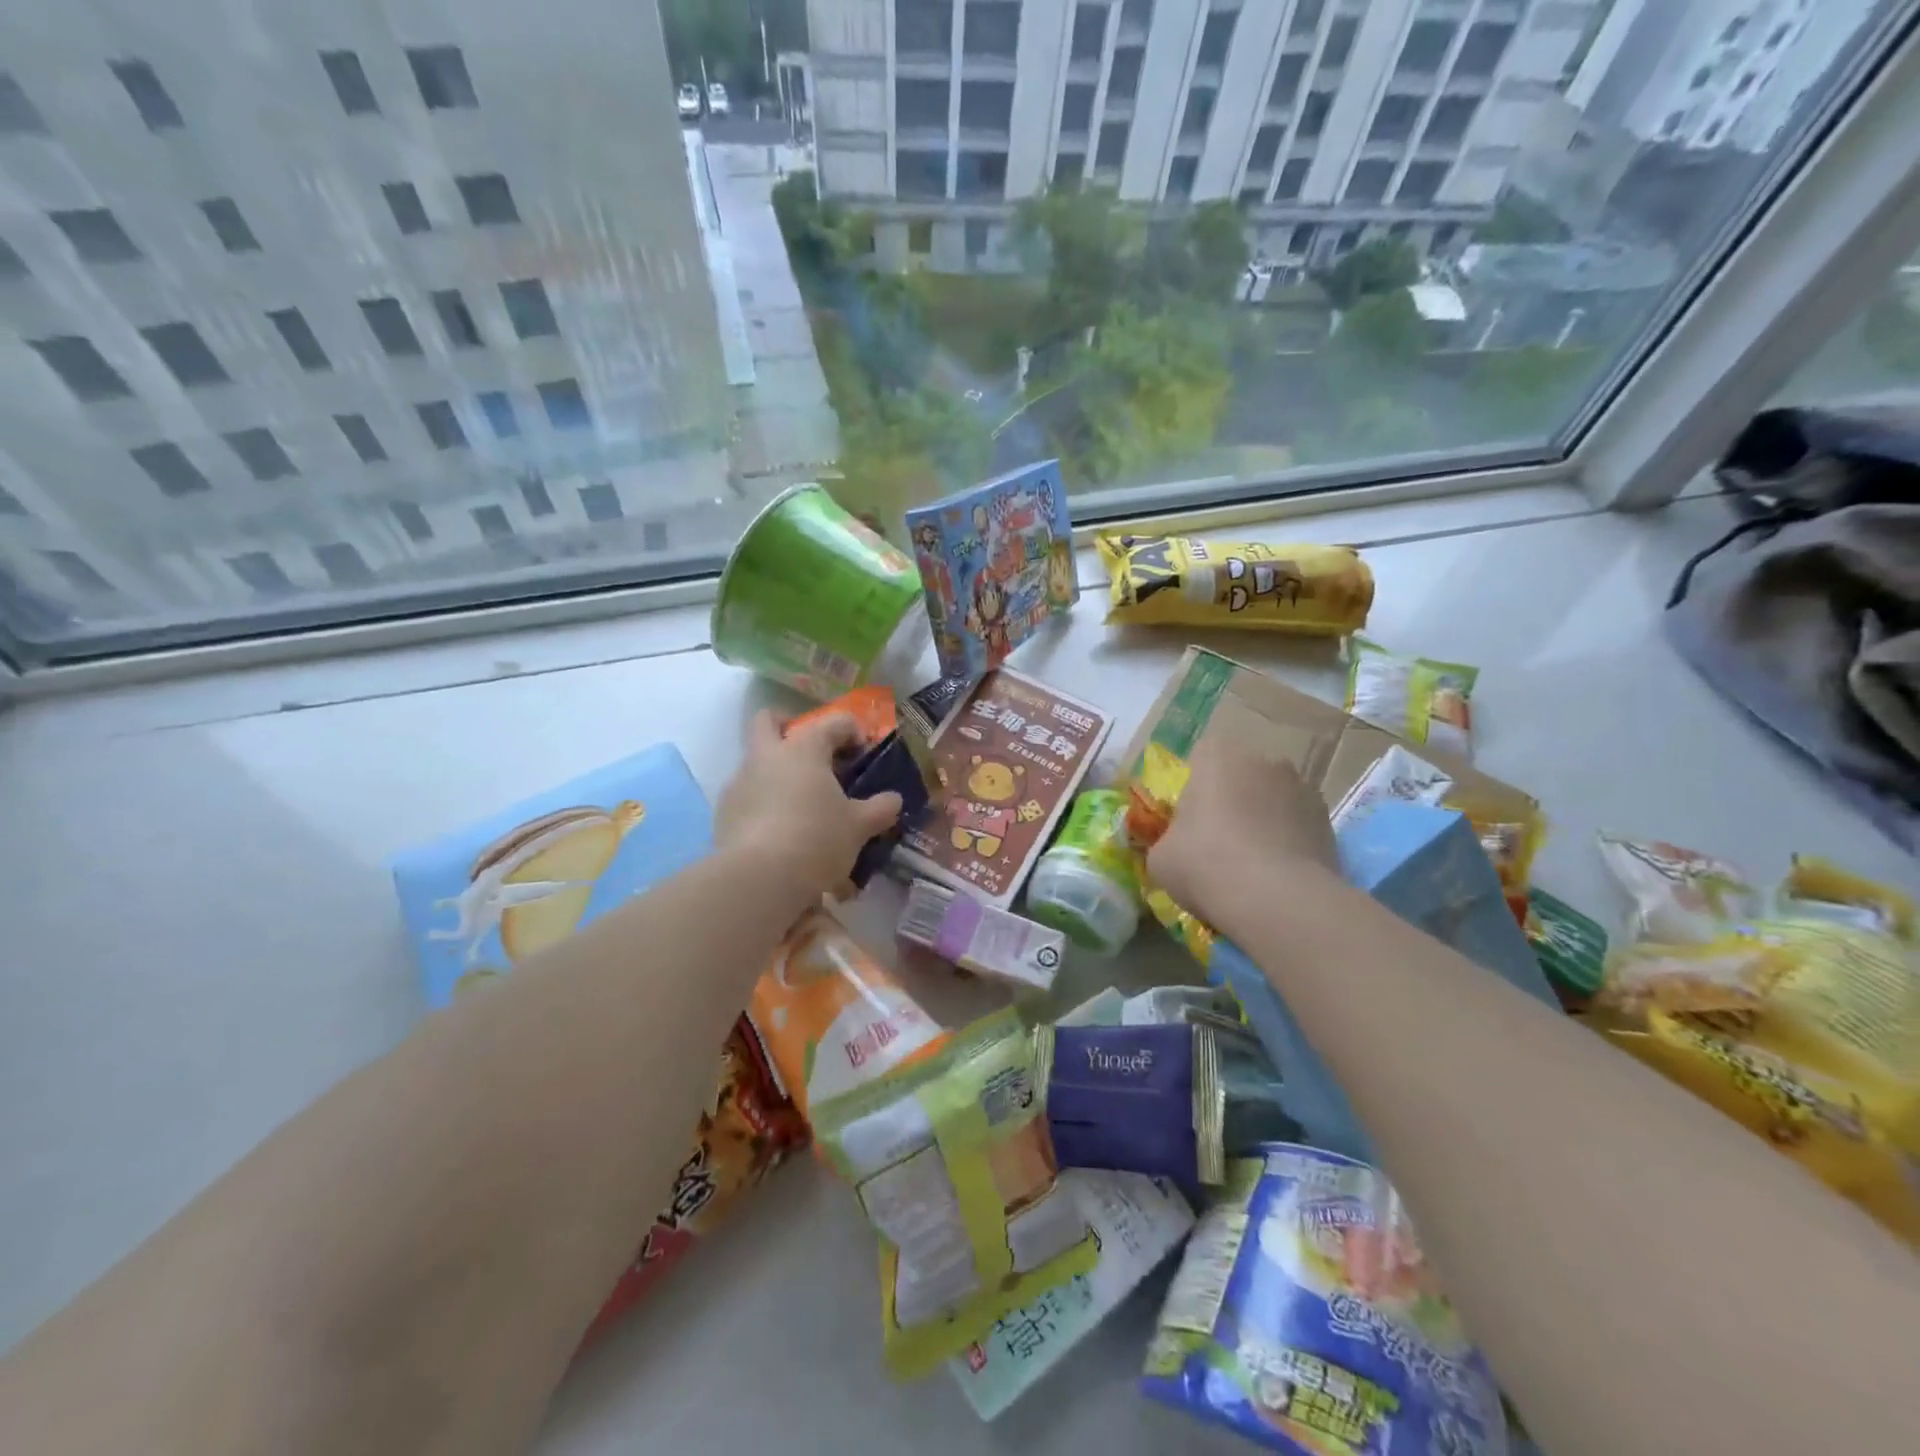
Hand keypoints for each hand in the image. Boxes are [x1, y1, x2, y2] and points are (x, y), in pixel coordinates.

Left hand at [715, 710, 902, 899]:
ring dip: (777, 772)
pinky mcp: (724, 812)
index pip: (832, 723)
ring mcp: (739, 782)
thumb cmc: (817, 839)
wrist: (758, 879)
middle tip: (812, 752)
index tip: (863, 752)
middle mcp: (767, 756)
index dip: (851, 731)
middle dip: (789, 726)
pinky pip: (747, 795)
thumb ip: (880, 809)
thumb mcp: (859, 827)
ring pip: (756, 761)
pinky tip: (780, 830)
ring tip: (801, 804)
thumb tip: (893, 800)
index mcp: (803, 749)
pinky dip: (764, 803)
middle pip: (768, 721)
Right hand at [1147, 734, 1338, 926]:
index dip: (1195, 788)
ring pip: (1273, 799)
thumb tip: (1178, 847)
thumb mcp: (1161, 858)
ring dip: (1264, 819)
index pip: (1202, 757)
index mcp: (1218, 756)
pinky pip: (1298, 825)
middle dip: (1232, 800)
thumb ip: (1169, 840)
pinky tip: (1278, 875)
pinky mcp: (1329, 821)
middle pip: (1241, 776)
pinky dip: (1289, 842)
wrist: (1276, 900)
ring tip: (1253, 864)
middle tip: (1219, 842)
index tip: (1190, 820)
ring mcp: (1303, 788)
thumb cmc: (1205, 864)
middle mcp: (1264, 760)